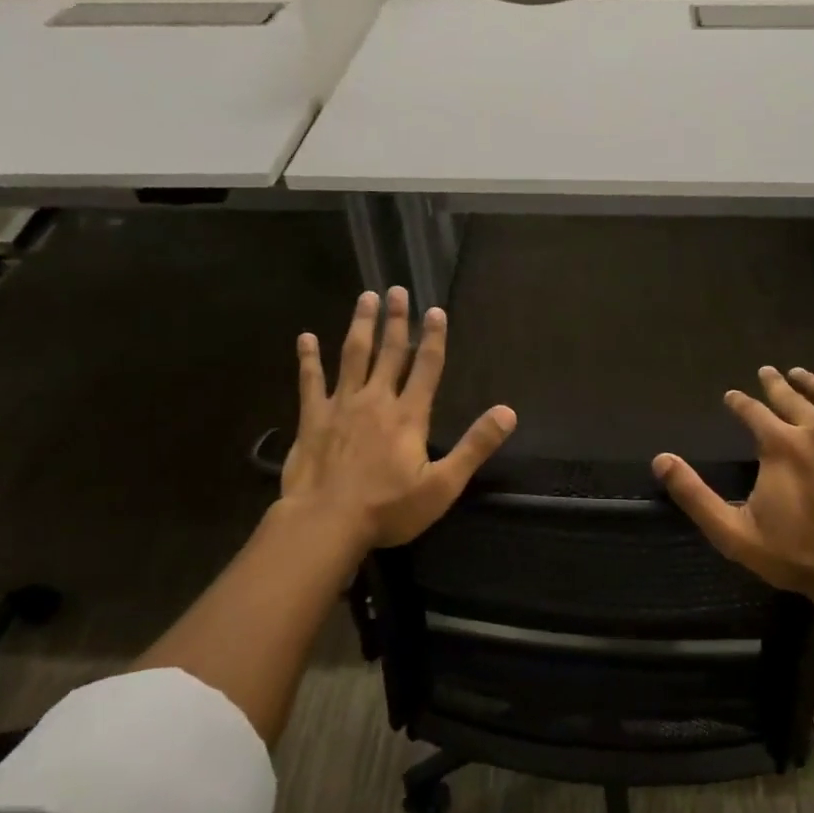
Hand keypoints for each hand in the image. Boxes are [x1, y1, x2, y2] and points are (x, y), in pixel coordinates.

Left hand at [281, 288, 515, 549]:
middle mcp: (376, 400)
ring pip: (352, 356)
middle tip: (397, 290)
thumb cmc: (388, 508)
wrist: (326, 522)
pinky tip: (305, 338)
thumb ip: (475, 446)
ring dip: (360, 326)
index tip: (435, 310)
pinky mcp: (312, 418)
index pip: (427, 367)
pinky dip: (308, 358)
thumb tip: (508, 412)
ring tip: (365, 298)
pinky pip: (310, 381)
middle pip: (390, 352)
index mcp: (408, 415)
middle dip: (396, 321)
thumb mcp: (443, 485)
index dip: (433, 338)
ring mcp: (341, 406)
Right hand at [652, 360, 813, 616]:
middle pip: (792, 397)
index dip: (739, 402)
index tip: (732, 396)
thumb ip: (694, 494)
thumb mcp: (732, 532)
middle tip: (767, 373)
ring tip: (804, 374)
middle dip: (775, 384)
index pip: (753, 412)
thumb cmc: (796, 555)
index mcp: (780, 445)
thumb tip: (661, 459)